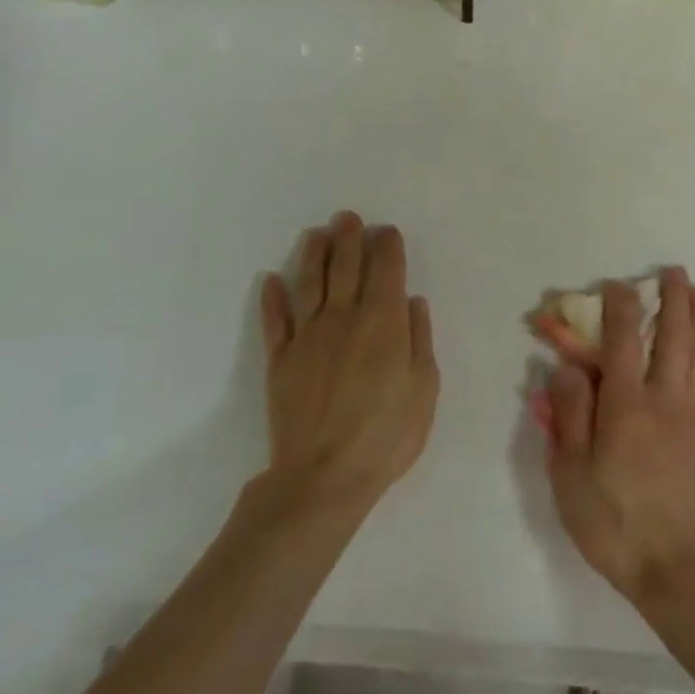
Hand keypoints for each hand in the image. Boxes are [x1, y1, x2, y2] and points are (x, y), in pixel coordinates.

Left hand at [258, 212, 439, 515]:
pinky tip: (271, 281)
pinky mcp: (280, 359)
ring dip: (313, 255)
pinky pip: (275, 321)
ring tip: (317, 234)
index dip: (387, 247)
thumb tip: (412, 301)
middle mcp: (343, 318)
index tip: (387, 232)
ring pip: (309, 283)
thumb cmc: (386, 434)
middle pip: (346, 268)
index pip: (385, 271)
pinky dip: (272, 298)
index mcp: (382, 322)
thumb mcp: (423, 387)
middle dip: (349, 238)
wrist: (325, 476)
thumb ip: (418, 338)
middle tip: (348, 217)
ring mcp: (308, 336)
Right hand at [542, 268, 694, 610]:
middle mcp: (667, 399)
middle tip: (672, 272)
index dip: (620, 306)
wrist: (678, 570)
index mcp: (626, 406)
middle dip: (673, 298)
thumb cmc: (614, 523)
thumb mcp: (571, 475)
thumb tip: (567, 367)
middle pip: (674, 335)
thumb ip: (570, 415)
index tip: (616, 285)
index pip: (624, 340)